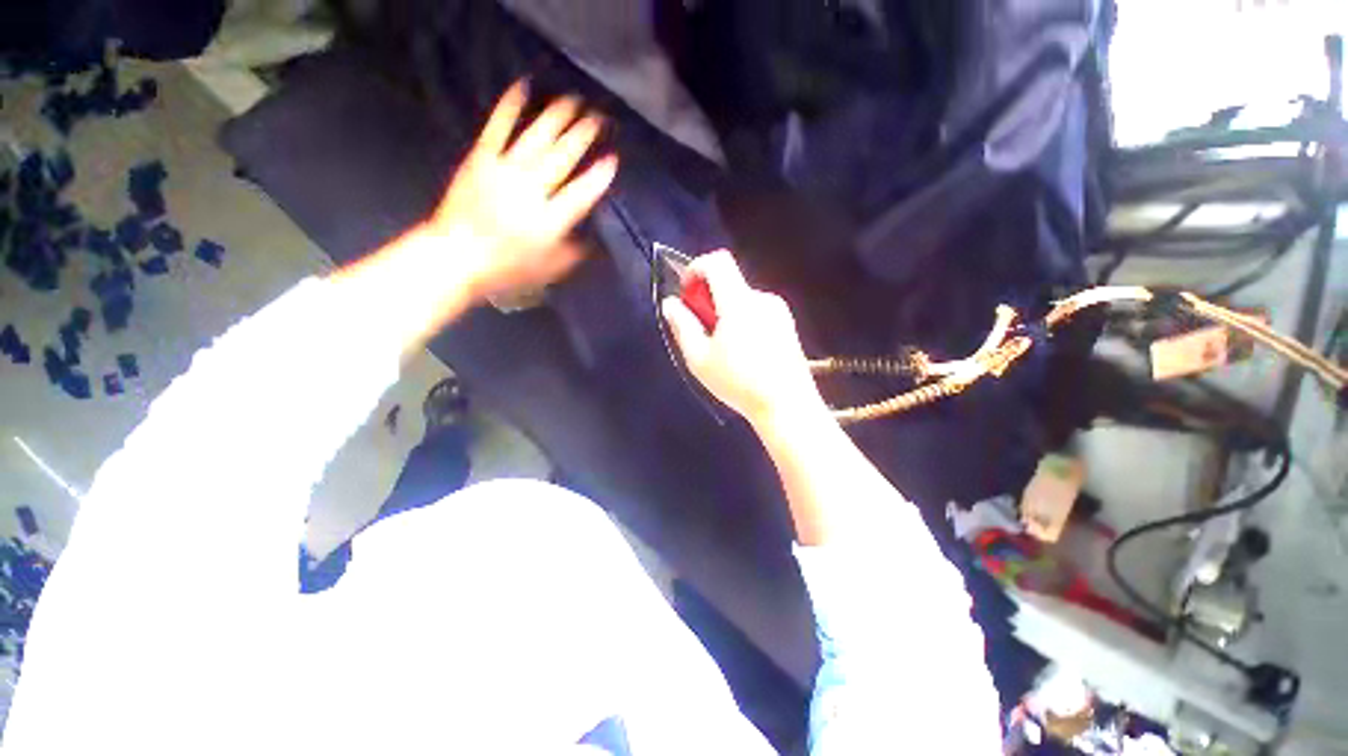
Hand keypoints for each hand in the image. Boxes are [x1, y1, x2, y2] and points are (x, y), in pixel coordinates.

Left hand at [430, 81, 618, 301]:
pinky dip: (511, 106)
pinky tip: (523, 87)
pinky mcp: (482, 158)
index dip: (599, 176)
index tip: (612, 160)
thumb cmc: (506, 268)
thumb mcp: (549, 270)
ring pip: (537, 137)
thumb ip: (573, 254)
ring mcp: (505, 170)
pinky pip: (498, 127)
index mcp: (549, 220)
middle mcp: (531, 190)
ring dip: (557, 117)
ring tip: (573, 100)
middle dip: (583, 136)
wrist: (456, 256)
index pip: (581, 193)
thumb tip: (591, 241)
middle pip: (562, 157)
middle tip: (598, 119)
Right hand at [661, 251, 824, 427]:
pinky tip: (744, 353)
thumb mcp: (700, 359)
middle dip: (709, 300)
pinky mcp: (788, 325)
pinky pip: (757, 311)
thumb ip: (683, 326)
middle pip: (729, 283)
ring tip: (723, 348)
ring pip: (742, 300)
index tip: (687, 292)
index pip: (718, 262)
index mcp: (739, 302)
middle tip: (702, 331)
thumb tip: (671, 303)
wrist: (787, 405)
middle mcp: (762, 299)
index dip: (697, 268)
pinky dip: (743, 321)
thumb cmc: (739, 383)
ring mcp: (779, 311)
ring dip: (726, 313)